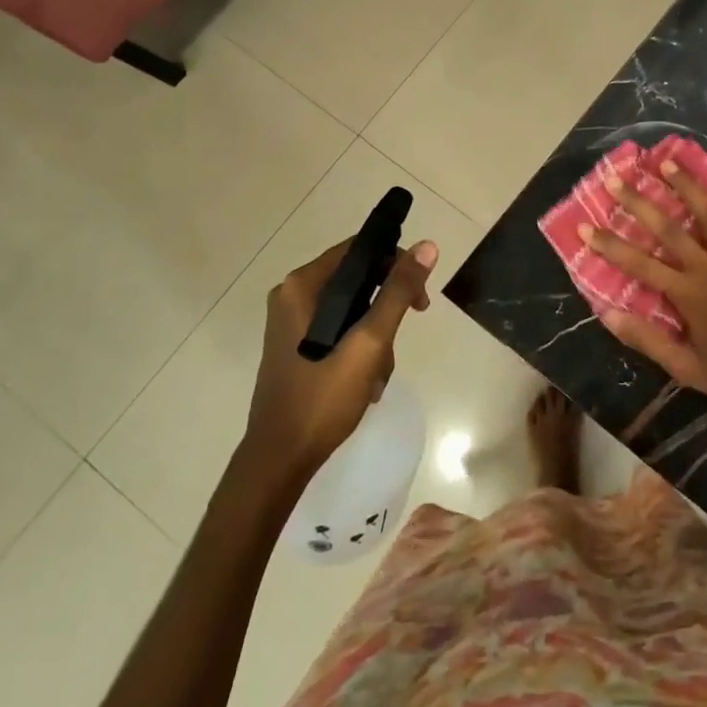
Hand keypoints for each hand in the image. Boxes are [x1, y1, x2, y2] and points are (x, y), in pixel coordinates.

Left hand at [244, 237, 438, 482]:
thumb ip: (397, 293)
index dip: (395, 264)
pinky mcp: (298, 348)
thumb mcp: (369, 343)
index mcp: (301, 286)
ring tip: (378, 374)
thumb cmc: (322, 397)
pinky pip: (340, 332)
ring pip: (353, 310)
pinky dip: (359, 351)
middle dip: (386, 309)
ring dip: (375, 337)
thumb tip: (426, 246)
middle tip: (404, 334)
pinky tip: (366, 383)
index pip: (358, 249)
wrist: (280, 460)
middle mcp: (293, 297)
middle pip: (357, 280)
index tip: (419, 297)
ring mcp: (293, 324)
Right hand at [582, 163, 706, 416]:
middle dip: (640, 202)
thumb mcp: (686, 369)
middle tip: (618, 178)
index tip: (585, 226)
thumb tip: (608, 314)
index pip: (639, 264)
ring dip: (688, 187)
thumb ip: (648, 339)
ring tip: (668, 163)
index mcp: (688, 294)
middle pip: (670, 228)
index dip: (610, 245)